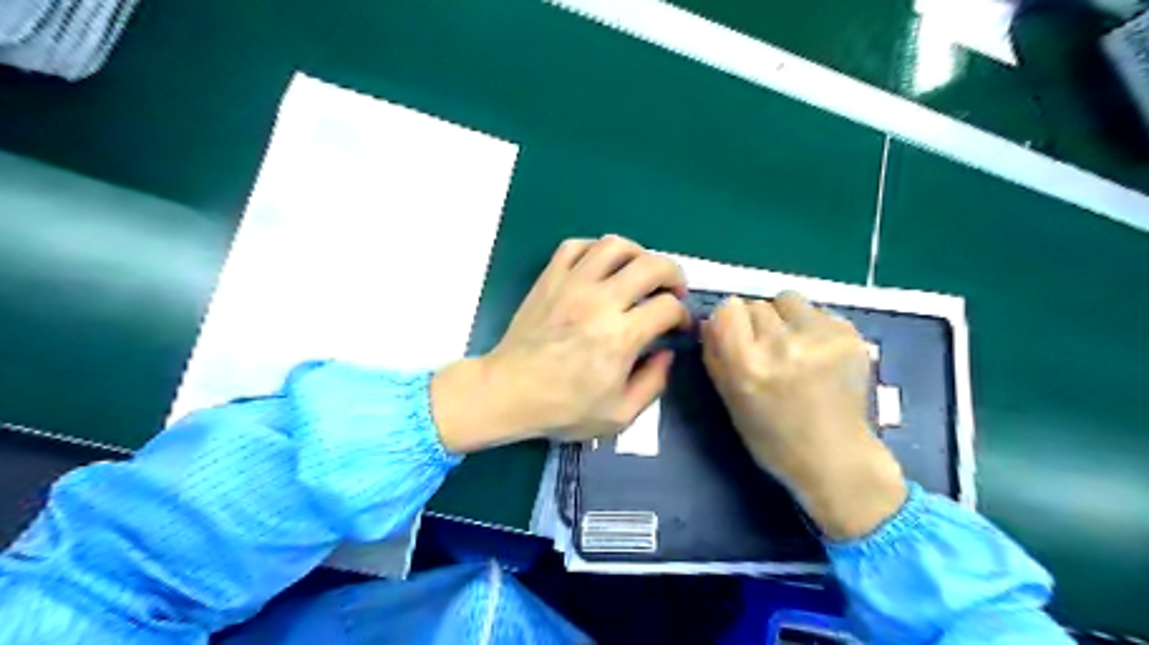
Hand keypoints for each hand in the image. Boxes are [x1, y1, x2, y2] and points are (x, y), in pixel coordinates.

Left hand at [428, 234, 678, 452]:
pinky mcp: (549, 279)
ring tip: (640, 272)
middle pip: (651, 265)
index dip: (682, 315)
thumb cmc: (563, 408)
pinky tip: (601, 267)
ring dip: (638, 253)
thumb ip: (653, 383)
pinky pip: (575, 246)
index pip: (668, 307)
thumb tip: (667, 354)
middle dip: (673, 274)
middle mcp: (600, 301)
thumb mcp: (619, 414)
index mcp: (621, 336)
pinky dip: (595, 250)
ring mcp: (572, 284)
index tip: (678, 326)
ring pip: (615, 245)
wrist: (508, 392)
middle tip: (672, 291)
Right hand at [701, 291, 906, 537]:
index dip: (729, 321)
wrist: (836, 458)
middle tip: (767, 351)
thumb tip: (709, 321)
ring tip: (794, 346)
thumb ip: (715, 356)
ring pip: (787, 299)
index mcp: (748, 364)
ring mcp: (820, 337)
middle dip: (756, 323)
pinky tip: (818, 355)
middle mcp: (783, 344)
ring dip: (784, 317)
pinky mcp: (850, 335)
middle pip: (756, 304)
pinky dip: (812, 326)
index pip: (728, 308)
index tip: (735, 336)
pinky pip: (817, 311)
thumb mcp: (729, 400)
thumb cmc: (772, 438)